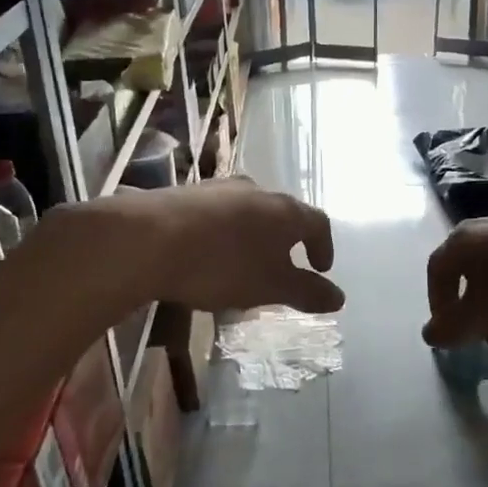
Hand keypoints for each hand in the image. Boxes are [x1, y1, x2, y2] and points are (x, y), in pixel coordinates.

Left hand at [107, 177, 343, 313]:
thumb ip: (307, 292)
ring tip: (243, 264)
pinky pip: (217, 214)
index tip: (320, 269)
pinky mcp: (186, 194)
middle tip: (282, 267)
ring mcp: (218, 188)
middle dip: (286, 240)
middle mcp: (257, 190)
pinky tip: (208, 255)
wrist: (148, 240)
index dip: (324, 247)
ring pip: (248, 211)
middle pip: (282, 213)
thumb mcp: (270, 287)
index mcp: (285, 211)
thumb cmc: (222, 265)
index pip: (318, 223)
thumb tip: (339, 297)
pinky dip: (223, 233)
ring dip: (253, 236)